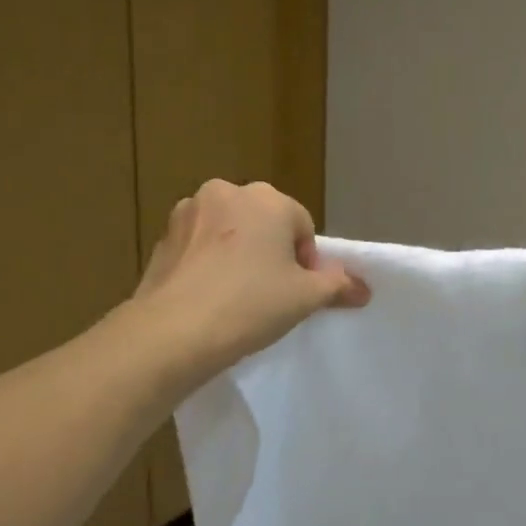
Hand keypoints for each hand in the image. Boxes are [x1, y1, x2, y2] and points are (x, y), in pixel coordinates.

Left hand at [127, 180, 368, 391]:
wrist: (172, 332)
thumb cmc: (249, 304)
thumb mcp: (306, 298)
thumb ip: (338, 285)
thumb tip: (364, 289)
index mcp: (266, 198)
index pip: (302, 226)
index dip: (306, 262)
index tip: (296, 293)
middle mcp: (226, 192)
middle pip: (263, 223)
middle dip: (270, 252)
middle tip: (270, 294)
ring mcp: (188, 213)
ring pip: (228, 233)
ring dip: (237, 255)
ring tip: (236, 297)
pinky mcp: (161, 238)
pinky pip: (198, 248)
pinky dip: (208, 265)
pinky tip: (208, 298)